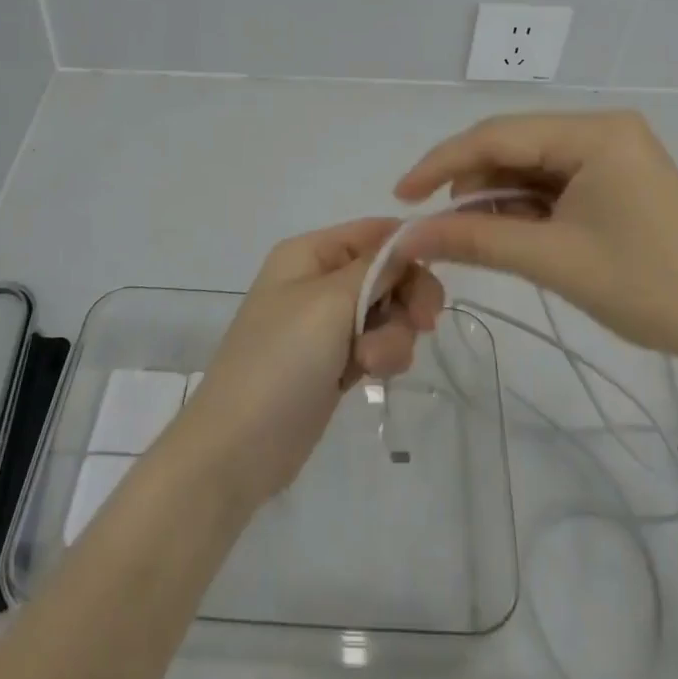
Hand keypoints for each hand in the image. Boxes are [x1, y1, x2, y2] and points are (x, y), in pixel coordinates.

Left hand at [174, 218, 444, 509]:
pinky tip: (369, 378)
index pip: (374, 232)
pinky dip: (382, 357)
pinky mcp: (335, 362)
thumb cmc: (281, 360)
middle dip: (405, 299)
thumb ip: (376, 267)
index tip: (438, 273)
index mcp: (309, 253)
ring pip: (388, 313)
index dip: (408, 249)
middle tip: (423, 324)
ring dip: (393, 336)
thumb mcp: (330, 302)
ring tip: (371, 364)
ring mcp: (326, 324)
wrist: (239, 446)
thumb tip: (410, 235)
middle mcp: (318, 280)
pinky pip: (377, 344)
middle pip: (387, 273)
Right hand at [393, 111, 677, 363]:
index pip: (498, 135)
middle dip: (470, 182)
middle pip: (513, 145)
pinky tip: (511, 232)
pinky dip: (525, 205)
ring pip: (530, 163)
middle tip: (435, 223)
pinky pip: (554, 180)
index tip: (400, 196)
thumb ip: (475, 240)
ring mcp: (613, 152)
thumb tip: (406, 237)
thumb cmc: (647, 287)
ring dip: (496, 196)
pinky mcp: (617, 177)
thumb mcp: (552, 260)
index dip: (442, 164)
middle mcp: (603, 128)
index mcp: (594, 132)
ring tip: (475, 235)